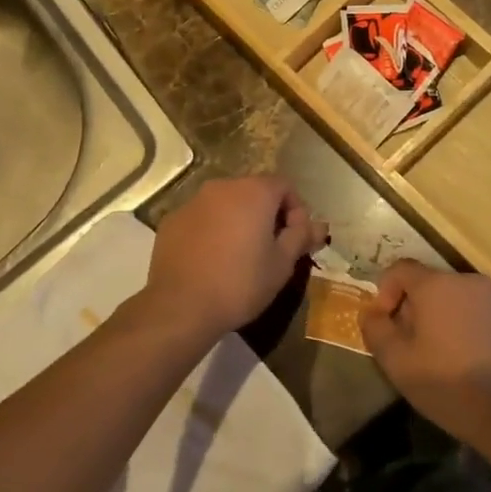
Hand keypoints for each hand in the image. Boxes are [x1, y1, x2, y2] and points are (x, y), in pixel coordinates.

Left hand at [143, 176, 326, 339]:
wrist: (181, 306)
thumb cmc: (241, 283)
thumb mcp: (282, 264)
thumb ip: (301, 237)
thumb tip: (318, 225)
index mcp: (253, 192)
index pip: (284, 186)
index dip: (296, 210)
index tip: (296, 239)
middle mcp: (222, 187)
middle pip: (253, 191)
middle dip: (267, 214)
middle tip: (272, 248)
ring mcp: (193, 202)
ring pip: (225, 204)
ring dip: (238, 221)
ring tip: (241, 255)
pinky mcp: (172, 220)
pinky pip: (202, 218)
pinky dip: (212, 230)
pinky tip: (212, 260)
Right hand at [359, 259, 490, 442]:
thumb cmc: (448, 384)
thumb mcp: (396, 362)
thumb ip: (376, 329)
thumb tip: (371, 313)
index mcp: (436, 286)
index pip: (401, 269)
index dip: (386, 291)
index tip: (387, 323)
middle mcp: (468, 281)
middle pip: (431, 284)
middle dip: (416, 308)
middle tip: (413, 344)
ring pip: (459, 298)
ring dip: (445, 317)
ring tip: (444, 354)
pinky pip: (483, 313)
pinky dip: (471, 327)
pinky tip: (473, 360)